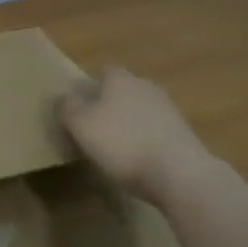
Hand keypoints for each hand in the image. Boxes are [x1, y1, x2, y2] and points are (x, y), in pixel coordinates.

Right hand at [59, 66, 206, 193]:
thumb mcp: (80, 125)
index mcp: (119, 78)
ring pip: (140, 110)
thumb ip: (67, 107)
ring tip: (116, 149)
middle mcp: (145, 85)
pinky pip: (156, 131)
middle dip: (109, 105)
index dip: (88, 88)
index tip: (78, 109)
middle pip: (122, 90)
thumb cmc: (123, 143)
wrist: (180, 173)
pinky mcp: (184, 134)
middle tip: (94, 128)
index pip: (101, 72)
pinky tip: (139, 161)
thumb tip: (63, 97)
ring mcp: (168, 109)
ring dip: (129, 124)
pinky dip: (146, 141)